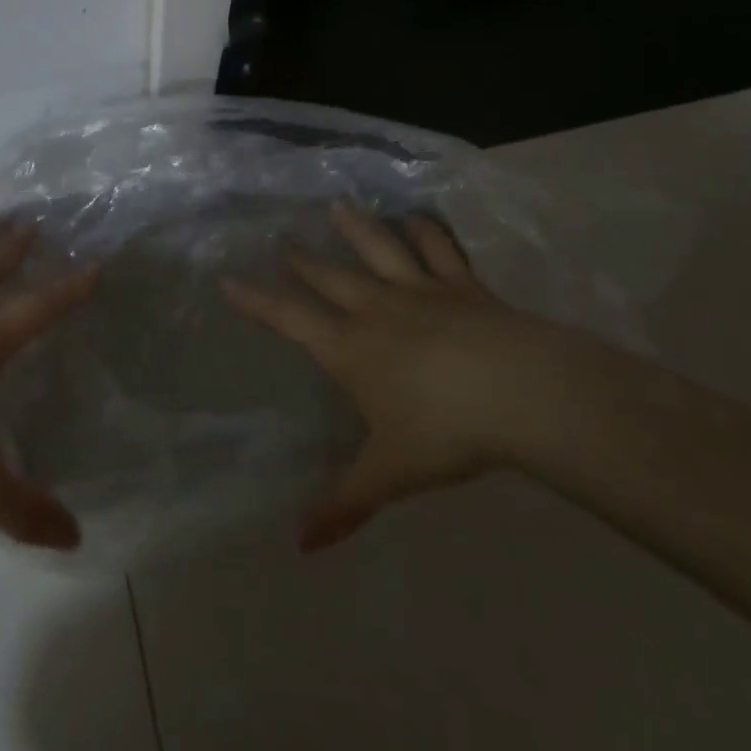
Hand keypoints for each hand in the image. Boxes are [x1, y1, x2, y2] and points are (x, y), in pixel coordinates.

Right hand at [225, 203, 577, 550]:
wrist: (521, 392)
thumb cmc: (446, 431)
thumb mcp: (390, 473)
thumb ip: (344, 504)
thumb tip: (298, 545)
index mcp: (351, 348)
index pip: (290, 318)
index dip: (257, 299)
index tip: (228, 278)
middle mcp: (377, 309)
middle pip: (330, 276)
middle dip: (302, 259)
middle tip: (283, 240)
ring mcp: (421, 291)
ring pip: (380, 249)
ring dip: (358, 228)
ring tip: (340, 205)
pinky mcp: (463, 286)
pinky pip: (440, 250)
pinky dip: (428, 231)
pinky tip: (419, 218)